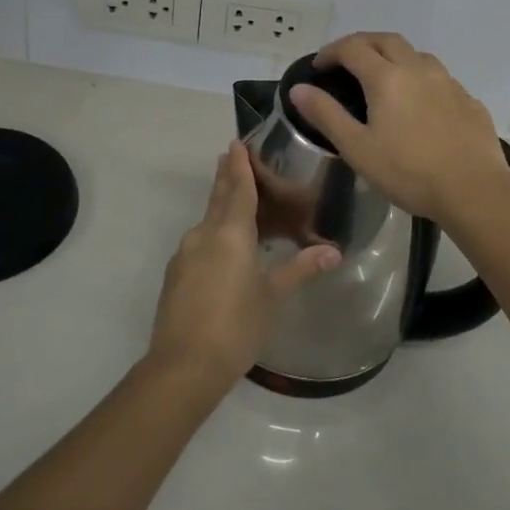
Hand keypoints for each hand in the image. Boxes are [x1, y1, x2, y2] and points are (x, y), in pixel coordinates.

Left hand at [148, 142, 341, 389]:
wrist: (183, 366)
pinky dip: (213, 234)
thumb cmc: (236, 326)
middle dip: (226, 176)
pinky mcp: (175, 275)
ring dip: (220, 206)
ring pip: (207, 220)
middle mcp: (204, 234)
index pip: (238, 188)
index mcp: (230, 233)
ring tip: (235, 203)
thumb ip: (300, 269)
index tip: (236, 143)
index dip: (239, 166)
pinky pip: (199, 242)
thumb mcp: (273, 297)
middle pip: (218, 197)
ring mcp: (185, 254)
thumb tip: (334, 252)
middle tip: (230, 156)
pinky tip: (222, 249)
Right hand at [289, 32, 509, 224]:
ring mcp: (448, 82)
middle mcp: (418, 68)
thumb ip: (326, 114)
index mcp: (387, 77)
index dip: (331, 52)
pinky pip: (438, 77)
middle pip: (386, 40)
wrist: (474, 190)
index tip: (318, 66)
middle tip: (346, 61)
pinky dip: (419, 78)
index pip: (352, 48)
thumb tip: (299, 89)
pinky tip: (419, 103)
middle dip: (362, 44)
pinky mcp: (468, 99)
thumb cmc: (409, 172)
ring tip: (383, 78)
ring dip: (393, 56)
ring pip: (416, 54)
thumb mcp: (357, 148)